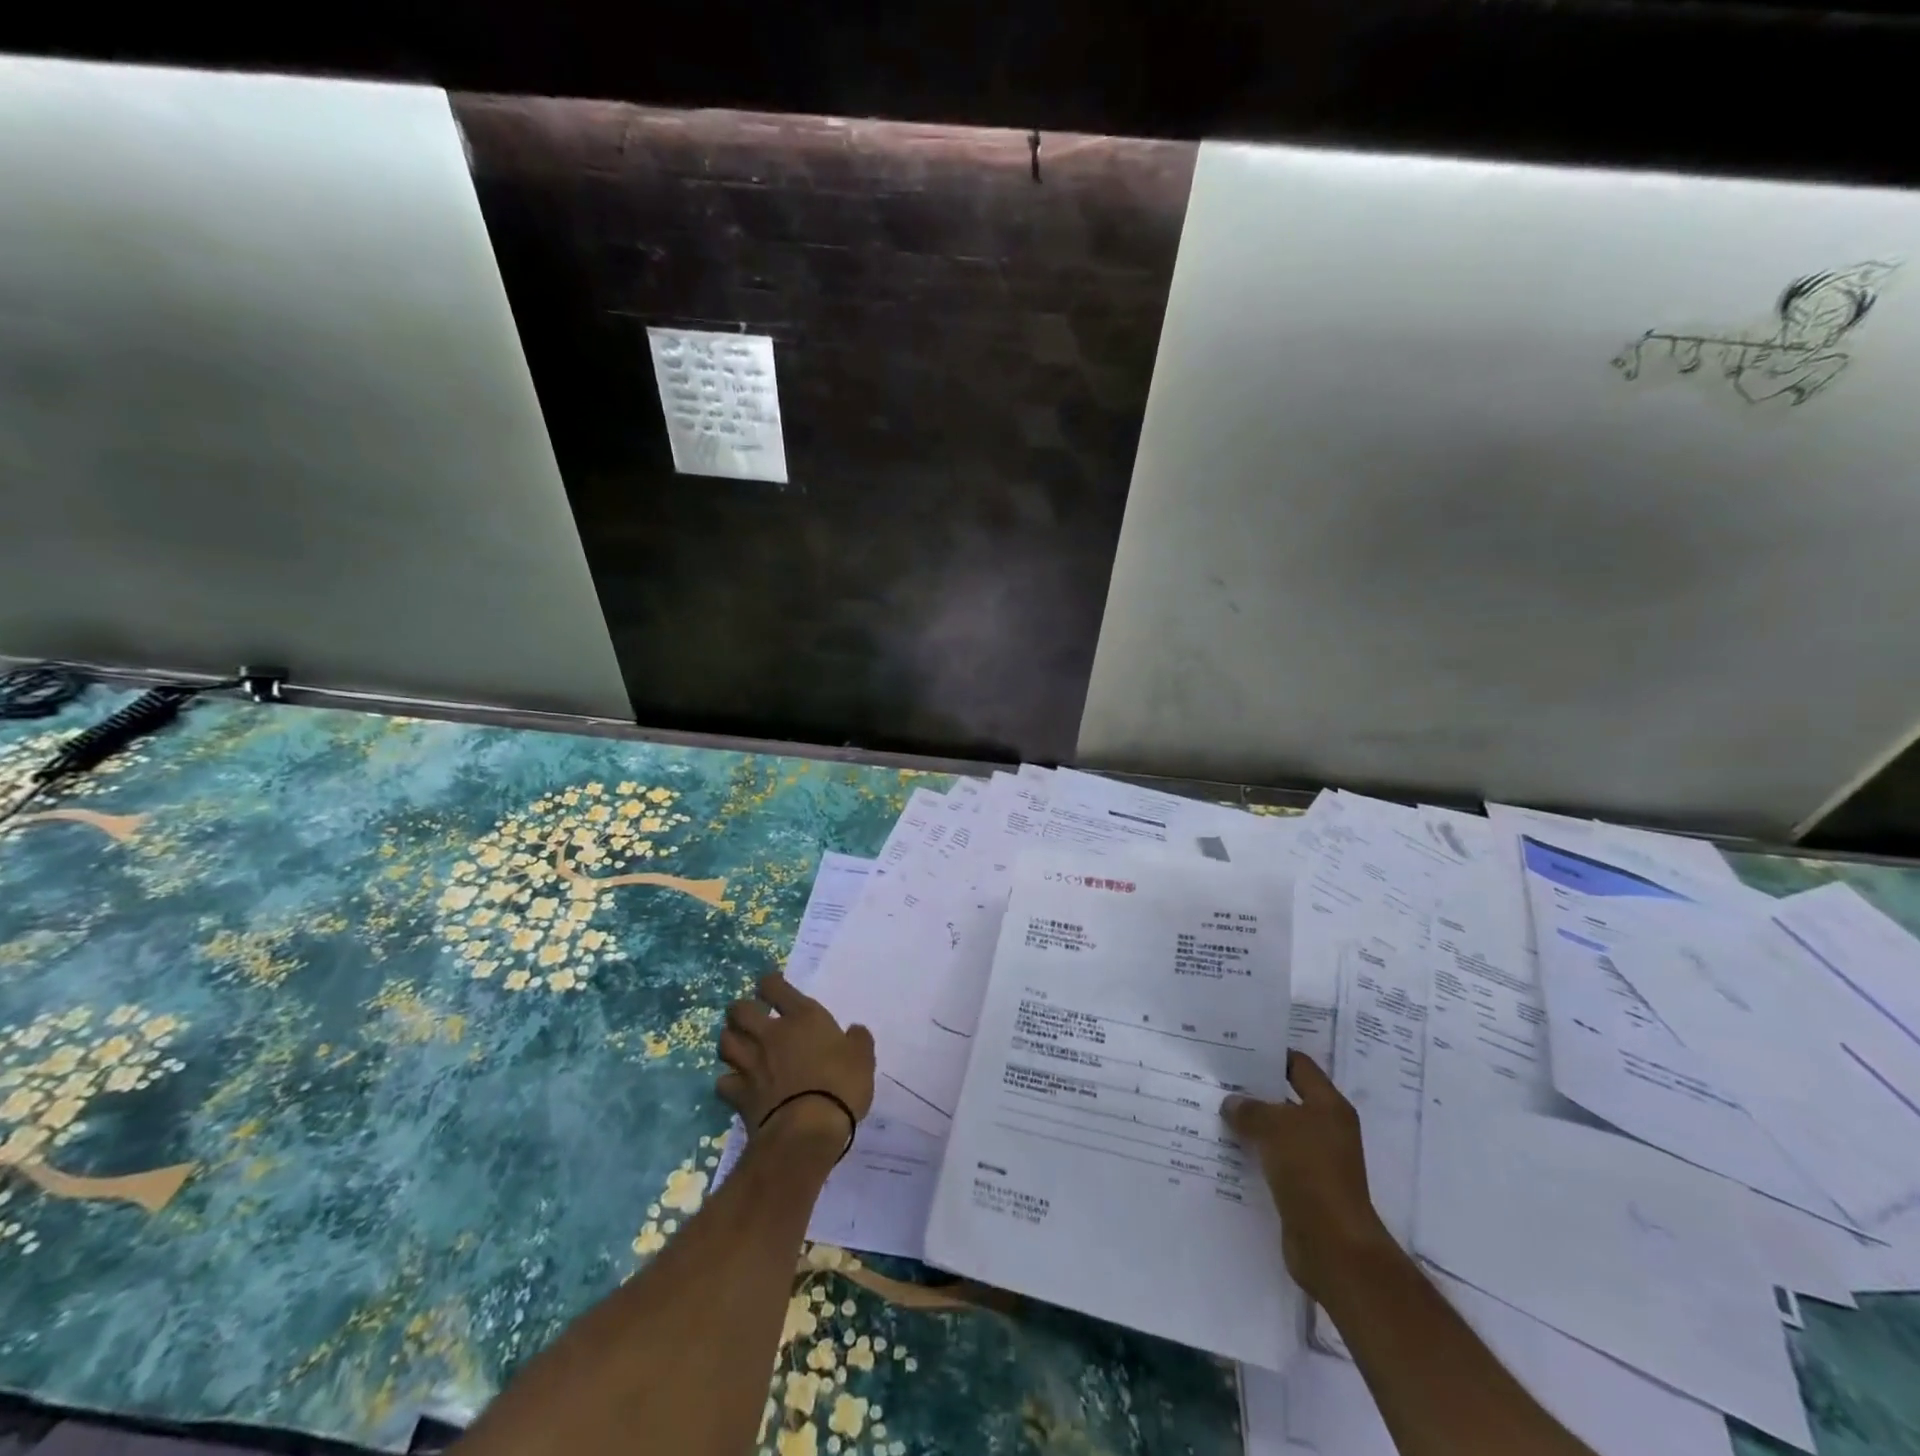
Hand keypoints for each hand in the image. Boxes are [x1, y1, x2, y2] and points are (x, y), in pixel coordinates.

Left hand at [717, 974, 874, 1155]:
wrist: (807, 1130)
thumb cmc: (841, 1085)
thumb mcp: (863, 1058)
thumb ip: (857, 1040)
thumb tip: (854, 1031)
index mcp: (802, 1017)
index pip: (774, 986)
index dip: (770, 983)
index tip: (772, 987)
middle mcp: (771, 1034)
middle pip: (740, 1010)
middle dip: (741, 1010)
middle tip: (749, 1017)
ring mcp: (751, 1063)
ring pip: (725, 1041)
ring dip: (730, 1040)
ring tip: (738, 1045)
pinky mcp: (739, 1094)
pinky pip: (723, 1081)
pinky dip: (728, 1081)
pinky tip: (735, 1084)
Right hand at [1222, 1051, 1394, 1301]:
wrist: (1333, 1246)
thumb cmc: (1310, 1172)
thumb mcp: (1273, 1127)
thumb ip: (1249, 1109)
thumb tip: (1232, 1103)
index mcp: (1329, 1106)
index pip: (1299, 1066)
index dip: (1270, 1055)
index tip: (1236, 1049)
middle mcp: (1326, 1129)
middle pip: (1285, 1098)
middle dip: (1254, 1090)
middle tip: (1217, 1079)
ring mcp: (1316, 1160)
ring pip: (1277, 1131)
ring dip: (1250, 1125)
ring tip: (1213, 1112)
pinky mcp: (1304, 1188)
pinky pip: (1273, 1160)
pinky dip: (1253, 1154)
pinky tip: (1225, 1150)